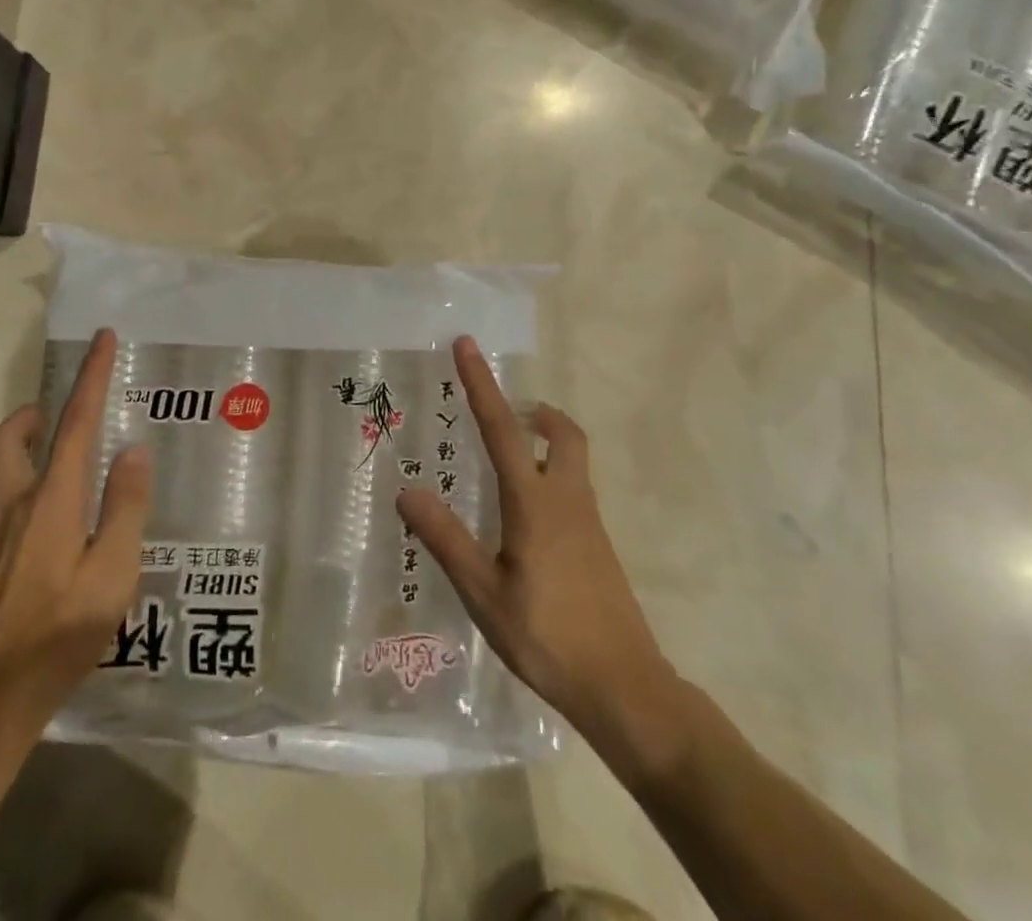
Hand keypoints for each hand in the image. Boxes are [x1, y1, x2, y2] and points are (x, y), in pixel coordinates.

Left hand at [0, 329, 152, 753]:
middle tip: (59, 412)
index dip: (90, 377)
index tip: (101, 339)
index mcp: (52, 500)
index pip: (75, 422)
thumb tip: (133, 450)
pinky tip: (45, 526)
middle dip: (33, 413)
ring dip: (23, 447)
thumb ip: (126, 507)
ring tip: (58, 458)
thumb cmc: (61, 634)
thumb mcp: (113, 574)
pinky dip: (20, 489)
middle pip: (10, 438)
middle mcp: (14, 506)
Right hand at [397, 337, 682, 757]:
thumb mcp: (485, 593)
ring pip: (572, 458)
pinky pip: (573, 488)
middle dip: (534, 411)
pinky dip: (550, 475)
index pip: (502, 428)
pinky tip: (525, 518)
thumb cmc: (548, 637)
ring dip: (543, 441)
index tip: (466, 344)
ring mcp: (589, 521)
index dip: (481, 383)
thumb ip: (446, 539)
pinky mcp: (598, 544)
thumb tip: (406, 489)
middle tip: (505, 413)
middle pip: (561, 432)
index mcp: (534, 502)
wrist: (625, 688)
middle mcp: (567, 499)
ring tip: (505, 461)